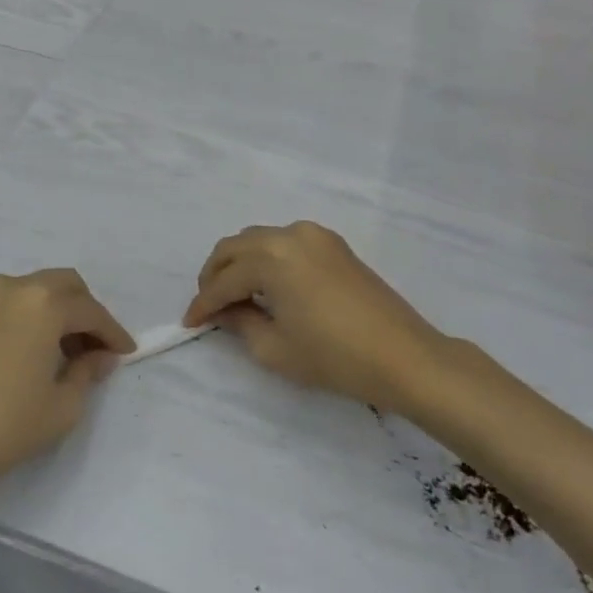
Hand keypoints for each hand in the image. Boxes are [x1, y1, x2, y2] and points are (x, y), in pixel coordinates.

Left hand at [0, 269, 134, 509]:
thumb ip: (88, 372)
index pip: (90, 311)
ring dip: (55, 312)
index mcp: (42, 304)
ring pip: (32, 291)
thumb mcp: (62, 406)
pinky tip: (29, 352)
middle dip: (85, 311)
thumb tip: (98, 356)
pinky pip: (6, 304)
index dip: (113, 332)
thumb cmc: (3, 427)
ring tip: (62, 353)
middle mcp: (11, 288)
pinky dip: (26, 317)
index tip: (126, 352)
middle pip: (63, 285)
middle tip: (95, 346)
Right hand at [183, 222, 450, 410]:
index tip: (189, 323)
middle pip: (235, 246)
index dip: (203, 303)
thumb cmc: (334, 357)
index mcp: (271, 258)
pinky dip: (266, 258)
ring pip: (259, 239)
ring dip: (239, 263)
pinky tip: (267, 285)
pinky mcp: (334, 245)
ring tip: (234, 296)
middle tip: (209, 306)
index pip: (224, 280)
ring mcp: (315, 236)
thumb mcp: (274, 349)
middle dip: (215, 275)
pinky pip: (285, 242)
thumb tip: (224, 311)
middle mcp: (289, 235)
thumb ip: (240, 322)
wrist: (403, 356)